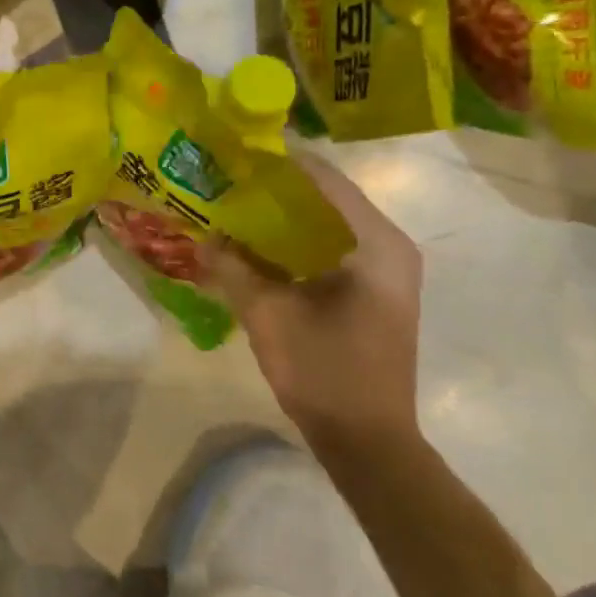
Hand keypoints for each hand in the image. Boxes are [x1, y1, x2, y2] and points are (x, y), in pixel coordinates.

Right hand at [208, 153, 423, 453]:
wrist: (368, 442)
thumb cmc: (324, 372)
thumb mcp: (268, 315)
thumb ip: (233, 268)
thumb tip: (205, 238)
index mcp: (376, 244)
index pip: (326, 180)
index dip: (280, 163)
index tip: (237, 154)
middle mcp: (390, 248)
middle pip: (328, 199)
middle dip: (278, 190)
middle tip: (228, 182)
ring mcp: (386, 272)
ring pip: (329, 225)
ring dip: (285, 218)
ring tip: (236, 209)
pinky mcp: (375, 292)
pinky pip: (332, 249)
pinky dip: (297, 243)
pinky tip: (258, 248)